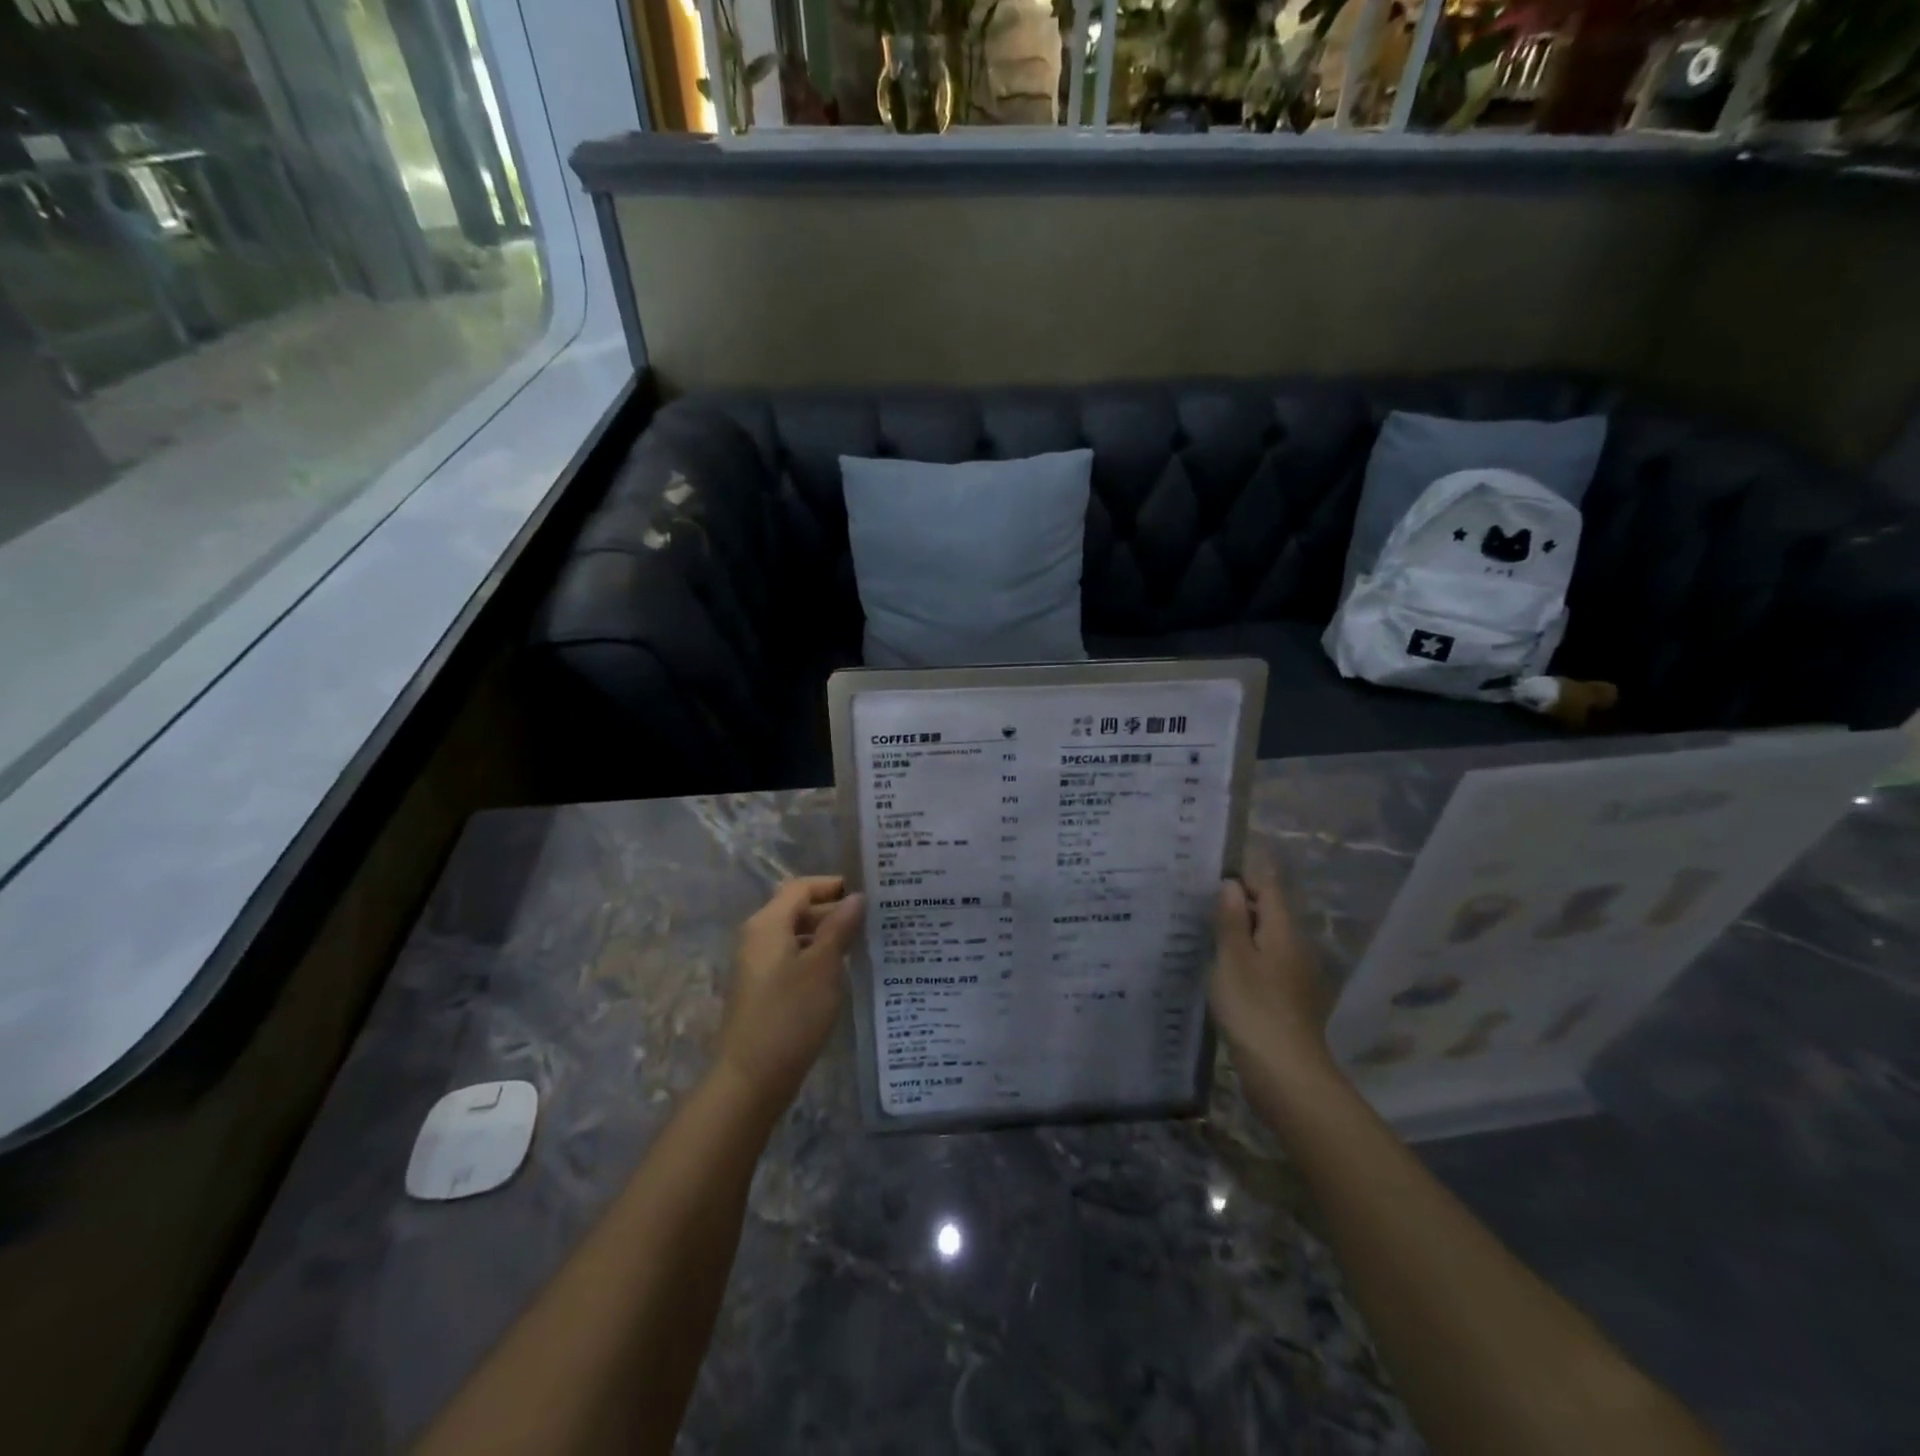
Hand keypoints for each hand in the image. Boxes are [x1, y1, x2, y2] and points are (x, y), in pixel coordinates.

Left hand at [716, 877, 865, 1108]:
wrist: (751, 1078)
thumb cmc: (790, 1015)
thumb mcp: (823, 967)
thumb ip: (839, 928)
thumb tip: (856, 897)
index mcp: (768, 924)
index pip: (801, 887)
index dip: (833, 885)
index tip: (867, 894)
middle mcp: (758, 938)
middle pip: (797, 909)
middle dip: (833, 911)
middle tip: (873, 921)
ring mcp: (757, 966)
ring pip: (797, 936)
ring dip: (827, 936)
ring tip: (863, 945)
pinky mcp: (762, 990)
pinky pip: (792, 959)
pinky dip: (816, 958)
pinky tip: (841, 974)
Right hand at [1211, 852, 1335, 1083]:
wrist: (1284, 1072)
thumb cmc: (1254, 1008)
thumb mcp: (1233, 958)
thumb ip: (1231, 919)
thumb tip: (1231, 884)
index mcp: (1284, 931)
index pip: (1268, 887)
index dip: (1247, 871)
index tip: (1218, 861)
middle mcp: (1295, 947)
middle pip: (1269, 911)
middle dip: (1240, 899)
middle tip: (1202, 890)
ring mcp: (1294, 974)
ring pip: (1266, 937)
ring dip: (1241, 927)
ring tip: (1206, 922)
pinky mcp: (1287, 997)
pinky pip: (1264, 960)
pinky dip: (1244, 952)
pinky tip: (1222, 962)